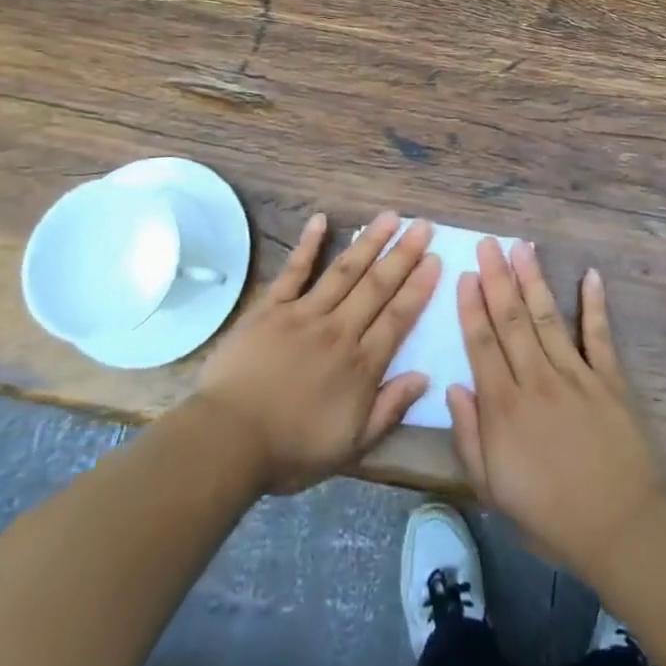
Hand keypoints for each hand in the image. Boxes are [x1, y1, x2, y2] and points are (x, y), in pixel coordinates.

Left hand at [195, 211, 439, 495]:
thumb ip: (389, 409)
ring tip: (390, 216)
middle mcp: (339, 330)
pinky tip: (321, 220)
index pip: (398, 317)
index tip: (436, 259)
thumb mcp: (351, 446)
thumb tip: (424, 377)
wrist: (229, 439)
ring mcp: (304, 313)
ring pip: (344, 270)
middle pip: (376, 286)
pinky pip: (294, 270)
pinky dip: (308, 244)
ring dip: (369, 241)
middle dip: (403, 254)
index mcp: (361, 364)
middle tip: (422, 225)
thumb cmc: (291, 449)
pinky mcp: (271, 307)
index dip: (419, 287)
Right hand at [448, 238, 665, 578]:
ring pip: (547, 317)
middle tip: (488, 242)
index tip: (464, 274)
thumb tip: (453, 386)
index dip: (471, 306)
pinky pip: (599, 335)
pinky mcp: (609, 380)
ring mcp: (575, 375)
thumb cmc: (548, 514)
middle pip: (511, 320)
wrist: (619, 530)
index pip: (482, 343)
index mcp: (504, 406)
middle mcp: (536, 379)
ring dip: (533, 280)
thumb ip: (468, 436)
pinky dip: (595, 304)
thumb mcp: (491, 489)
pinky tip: (591, 275)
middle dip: (497, 278)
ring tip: (522, 246)